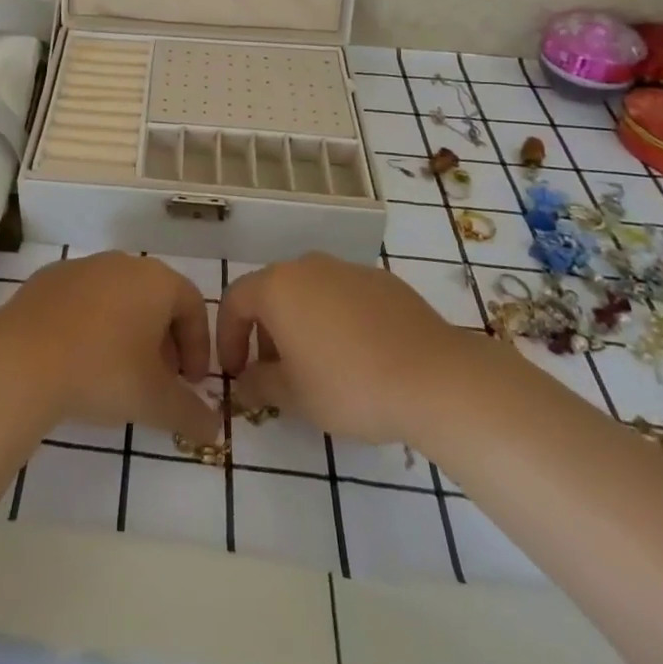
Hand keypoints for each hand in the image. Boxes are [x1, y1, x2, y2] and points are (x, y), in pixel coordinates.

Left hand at [0, 253, 220, 444]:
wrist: (22, 359)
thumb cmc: (102, 371)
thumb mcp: (155, 401)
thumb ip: (191, 413)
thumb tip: (215, 429)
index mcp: (155, 280)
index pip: (192, 305)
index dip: (198, 346)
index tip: (191, 383)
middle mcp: (122, 263)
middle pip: (155, 298)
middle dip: (164, 339)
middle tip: (160, 380)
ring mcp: (81, 267)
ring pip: (118, 297)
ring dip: (128, 331)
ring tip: (119, 373)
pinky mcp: (48, 279)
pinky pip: (83, 300)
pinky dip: (92, 324)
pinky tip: (80, 359)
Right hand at [218, 254, 463, 446]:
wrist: (434, 377)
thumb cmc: (350, 386)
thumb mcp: (295, 397)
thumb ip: (261, 384)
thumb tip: (246, 381)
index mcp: (278, 286)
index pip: (235, 300)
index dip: (227, 336)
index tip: (235, 372)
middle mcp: (308, 266)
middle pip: (273, 293)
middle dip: (265, 332)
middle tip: (275, 374)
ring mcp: (348, 269)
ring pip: (310, 293)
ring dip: (301, 325)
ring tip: (317, 367)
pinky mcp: (383, 281)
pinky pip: (345, 298)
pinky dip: (337, 321)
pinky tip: (357, 357)